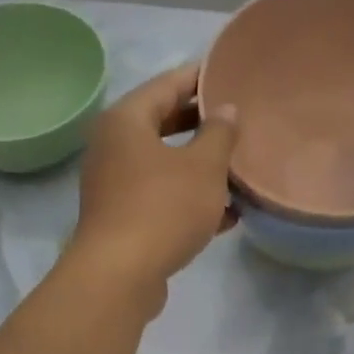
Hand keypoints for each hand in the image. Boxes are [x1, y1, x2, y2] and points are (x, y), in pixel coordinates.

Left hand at [70, 63, 239, 297]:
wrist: (119, 277)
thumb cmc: (163, 209)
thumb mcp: (203, 167)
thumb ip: (219, 134)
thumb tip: (225, 112)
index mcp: (126, 121)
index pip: (168, 84)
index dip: (202, 79)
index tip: (232, 76)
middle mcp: (113, 148)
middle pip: (164, 126)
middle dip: (203, 128)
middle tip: (240, 124)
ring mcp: (114, 187)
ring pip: (164, 167)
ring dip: (200, 170)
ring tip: (240, 172)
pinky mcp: (122, 222)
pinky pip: (161, 200)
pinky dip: (189, 203)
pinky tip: (227, 217)